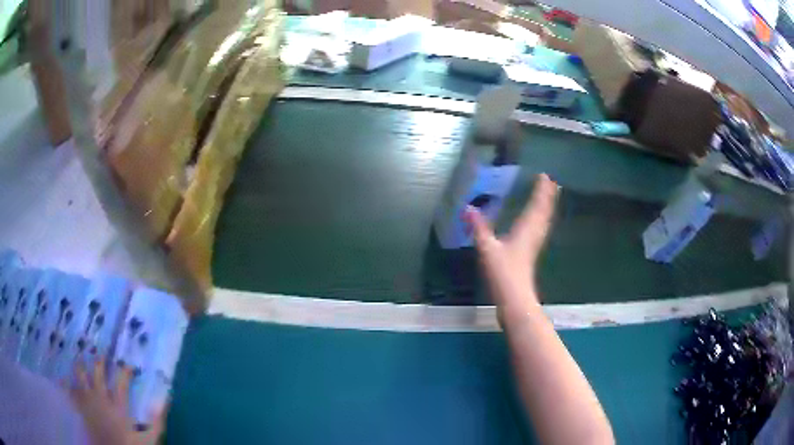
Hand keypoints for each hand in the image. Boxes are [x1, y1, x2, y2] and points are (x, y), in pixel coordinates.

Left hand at [68, 359, 166, 444]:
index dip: (125, 371)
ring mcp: (88, 403)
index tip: (129, 366)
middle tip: (101, 354)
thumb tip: (163, 400)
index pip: (122, 382)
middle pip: (97, 373)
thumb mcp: (149, 440)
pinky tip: (63, 378)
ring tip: (80, 358)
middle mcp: (101, 399)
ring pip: (80, 377)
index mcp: (118, 406)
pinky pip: (71, 392)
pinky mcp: (81, 409)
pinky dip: (66, 384)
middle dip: (99, 361)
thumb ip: (157, 422)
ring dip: (80, 366)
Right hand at [466, 174, 557, 318]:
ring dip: (547, 207)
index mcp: (526, 229)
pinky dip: (541, 219)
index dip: (541, 190)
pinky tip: (537, 222)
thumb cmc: (504, 272)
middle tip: (552, 182)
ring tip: (549, 196)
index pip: (537, 204)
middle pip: (545, 211)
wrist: (515, 298)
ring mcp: (534, 244)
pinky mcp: (531, 252)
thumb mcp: (487, 248)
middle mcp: (534, 233)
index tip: (545, 175)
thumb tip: (467, 208)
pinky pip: (540, 229)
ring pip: (544, 220)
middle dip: (549, 196)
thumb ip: (478, 228)